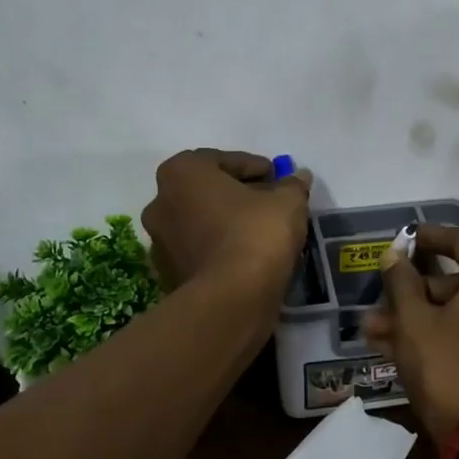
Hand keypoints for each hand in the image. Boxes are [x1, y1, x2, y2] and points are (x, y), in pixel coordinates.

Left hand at [140, 149, 309, 296]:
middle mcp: (160, 201)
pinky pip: (198, 249)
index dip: (253, 167)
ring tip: (260, 231)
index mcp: (181, 172)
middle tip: (269, 202)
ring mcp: (159, 240)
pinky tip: (246, 255)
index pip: (222, 160)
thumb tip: (299, 177)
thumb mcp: (287, 202)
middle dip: (237, 194)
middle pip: (206, 190)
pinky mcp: (167, 273)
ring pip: (200, 221)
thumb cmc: (255, 233)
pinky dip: (219, 247)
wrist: (231, 298)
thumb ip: (292, 185)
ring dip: (226, 222)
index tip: (276, 177)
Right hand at [364, 224, 458, 446]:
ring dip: (417, 319)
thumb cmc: (449, 366)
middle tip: (377, 302)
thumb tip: (393, 254)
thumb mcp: (414, 321)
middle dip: (412, 293)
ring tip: (373, 331)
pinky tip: (395, 348)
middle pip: (457, 283)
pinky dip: (439, 337)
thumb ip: (401, 282)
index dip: (428, 238)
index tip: (403, 240)